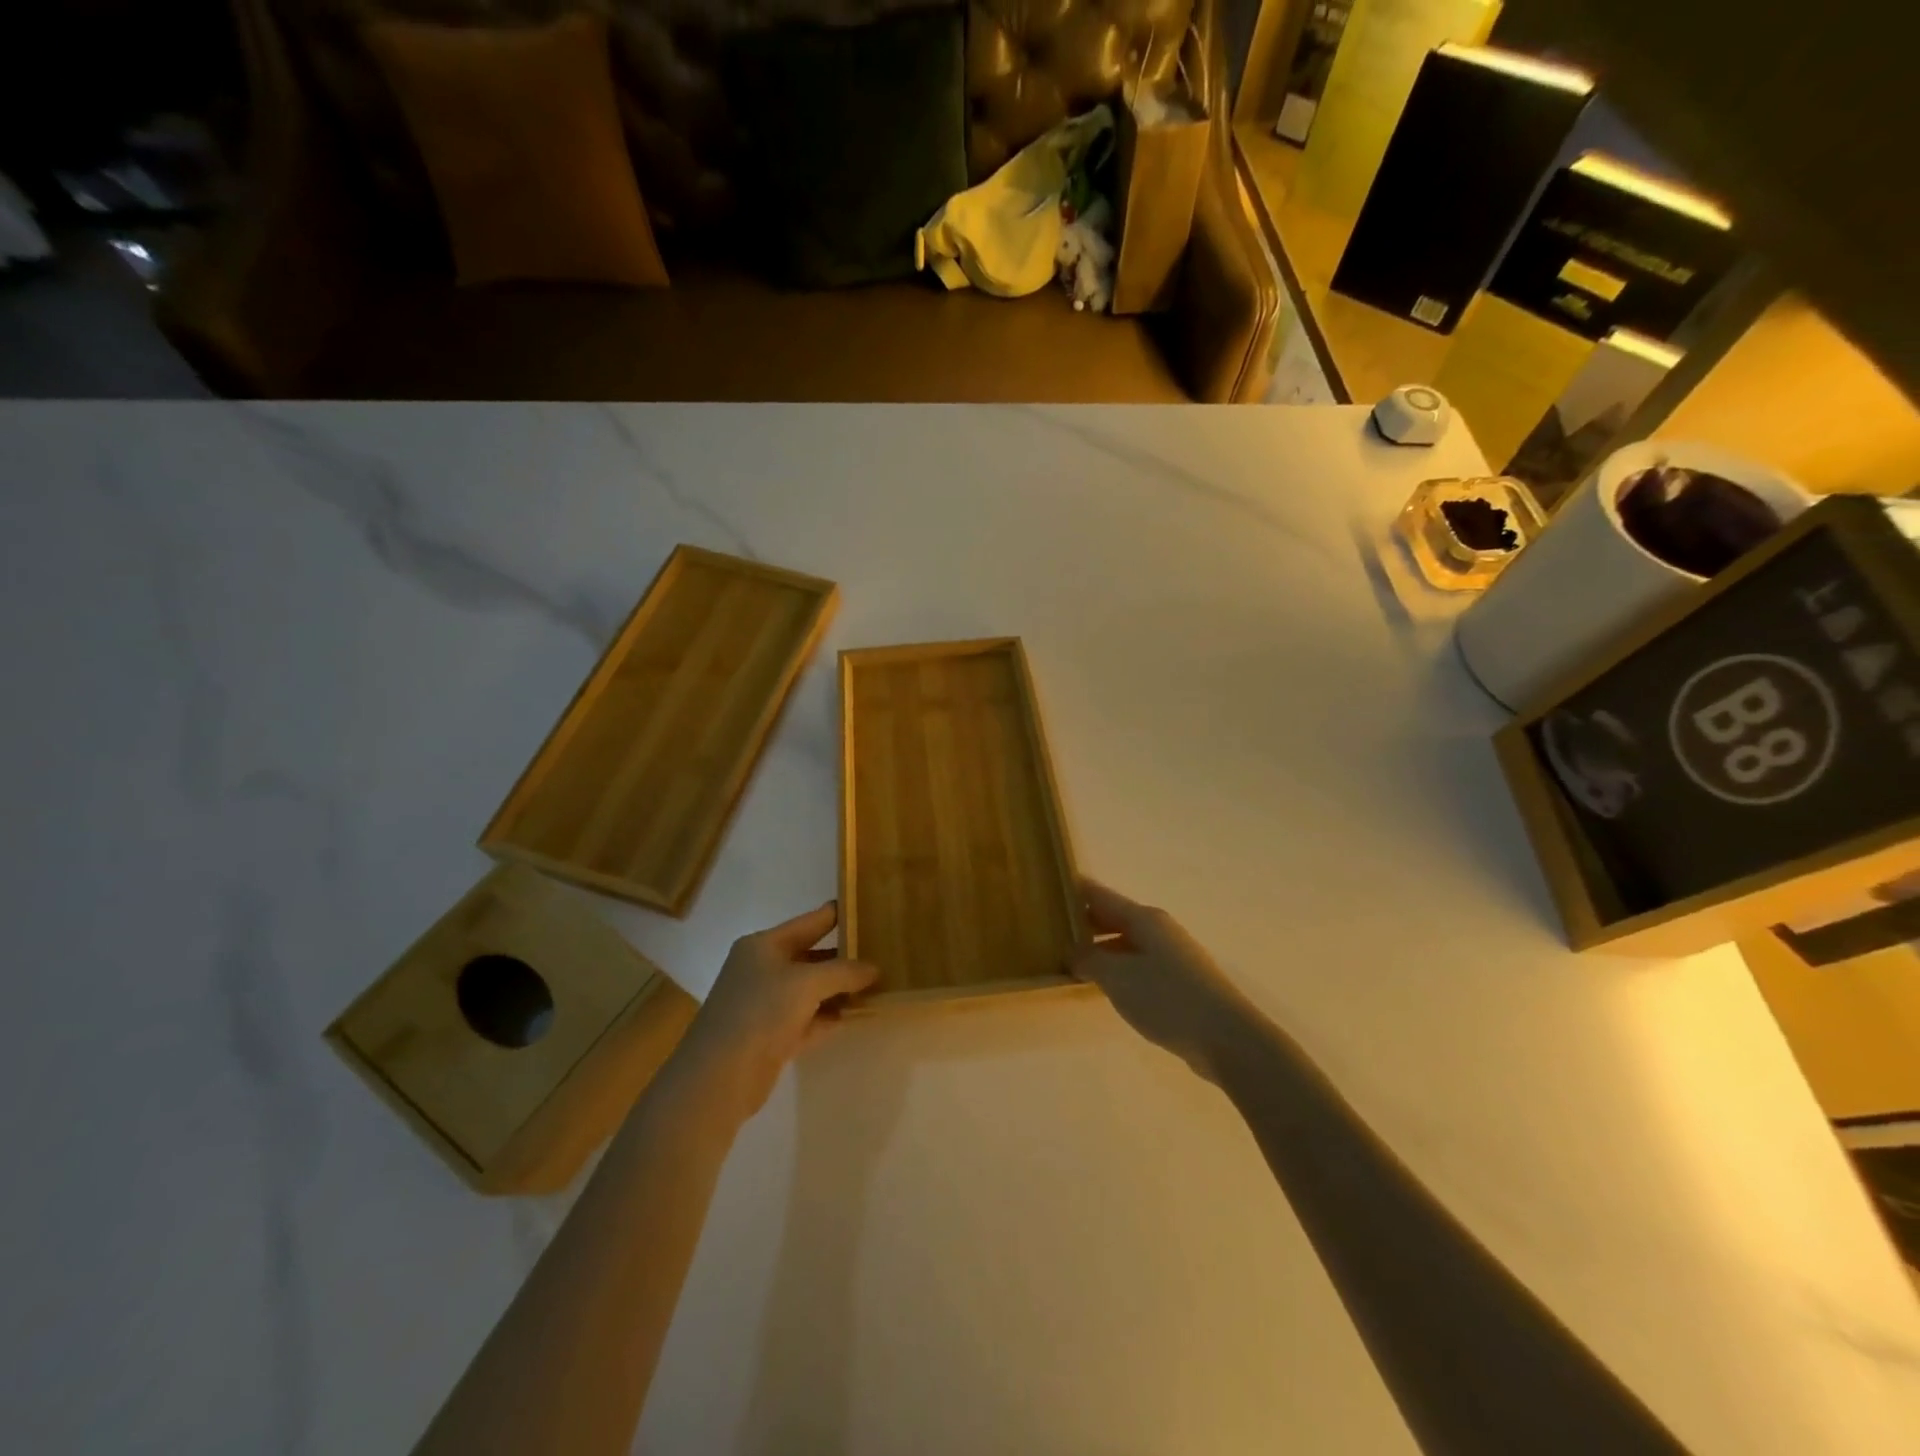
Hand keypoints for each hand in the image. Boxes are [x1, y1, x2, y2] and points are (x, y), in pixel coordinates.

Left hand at [668, 901, 876, 1124]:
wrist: (719, 1077)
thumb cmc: (760, 1012)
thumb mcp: (807, 982)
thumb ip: (844, 971)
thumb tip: (874, 968)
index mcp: (763, 945)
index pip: (809, 922)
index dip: (837, 914)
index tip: (867, 906)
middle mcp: (763, 969)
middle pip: (811, 956)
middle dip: (845, 955)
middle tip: (882, 949)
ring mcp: (766, 1004)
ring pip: (812, 989)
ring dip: (841, 988)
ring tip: (879, 982)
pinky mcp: (773, 1036)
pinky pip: (810, 1018)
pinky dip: (832, 1015)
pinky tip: (860, 1014)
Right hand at [1068, 879, 1251, 1082]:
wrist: (1227, 1039)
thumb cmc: (1167, 998)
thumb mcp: (1117, 977)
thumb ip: (1088, 959)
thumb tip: (1072, 951)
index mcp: (1143, 918)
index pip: (1099, 895)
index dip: (1073, 891)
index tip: (1047, 891)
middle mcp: (1159, 929)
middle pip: (1113, 917)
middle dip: (1083, 923)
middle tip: (1050, 931)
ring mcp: (1172, 956)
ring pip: (1126, 943)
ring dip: (1100, 949)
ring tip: (1070, 962)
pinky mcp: (1180, 982)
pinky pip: (1139, 966)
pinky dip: (1118, 969)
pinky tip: (1105, 987)